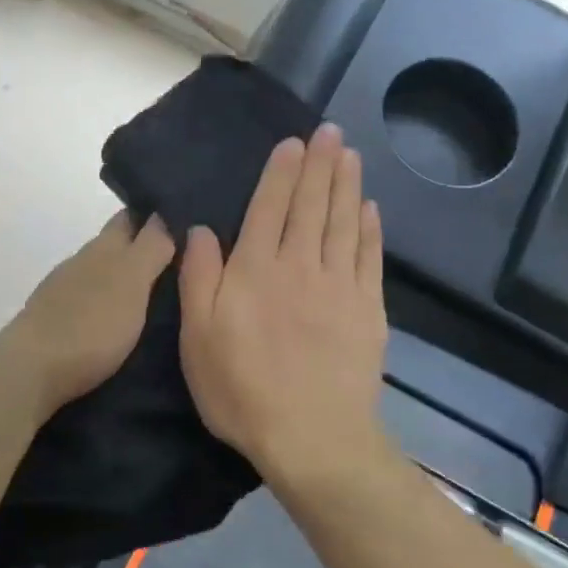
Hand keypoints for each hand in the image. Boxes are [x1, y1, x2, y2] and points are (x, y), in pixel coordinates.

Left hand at [7, 211, 175, 418]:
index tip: (185, 227)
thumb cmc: (91, 323)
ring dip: (128, 280)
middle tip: (183, 268)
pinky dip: (110, 305)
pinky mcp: (56, 321)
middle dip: (145, 249)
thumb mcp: (132, 280)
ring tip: (161, 299)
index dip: (157, 215)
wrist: (31, 371)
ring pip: (103, 274)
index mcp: (103, 246)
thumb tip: (165, 215)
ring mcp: (64, 291)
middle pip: (118, 244)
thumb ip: (151, 247)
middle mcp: (82, 261)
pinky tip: (124, 323)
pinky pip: (92, 302)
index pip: (132, 216)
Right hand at [178, 123, 392, 489]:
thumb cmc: (242, 390)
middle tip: (330, 131)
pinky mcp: (368, 310)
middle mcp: (301, 265)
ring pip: (343, 222)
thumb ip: (198, 278)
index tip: (293, 142)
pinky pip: (370, 257)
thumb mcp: (198, 338)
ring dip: (347, 184)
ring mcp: (340, 286)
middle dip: (319, 164)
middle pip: (312, 205)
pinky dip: (370, 228)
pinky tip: (370, 208)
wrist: (312, 437)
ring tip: (350, 154)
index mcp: (256, 270)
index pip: (269, 207)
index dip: (281, 172)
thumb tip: (201, 230)